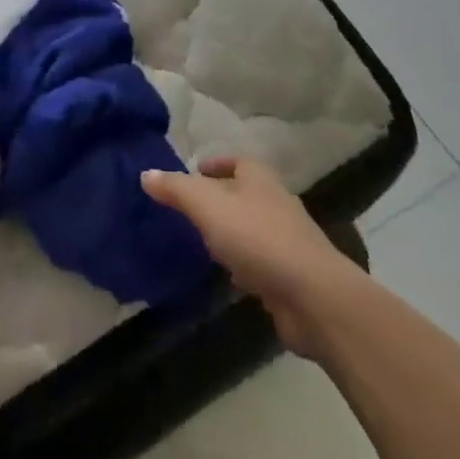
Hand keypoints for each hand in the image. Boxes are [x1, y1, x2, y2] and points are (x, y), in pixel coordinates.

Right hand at [142, 157, 358, 356]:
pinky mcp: (291, 277)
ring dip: (231, 234)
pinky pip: (260, 263)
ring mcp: (287, 241)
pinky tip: (228, 277)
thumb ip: (176, 189)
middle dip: (220, 199)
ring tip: (202, 242)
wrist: (313, 297)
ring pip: (251, 229)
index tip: (195, 172)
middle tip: (190, 209)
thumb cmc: (258, 238)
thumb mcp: (207, 206)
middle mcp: (275, 203)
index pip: (237, 161)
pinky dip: (244, 265)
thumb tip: (145, 174)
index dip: (216, 164)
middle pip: (244, 194)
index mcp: (259, 178)